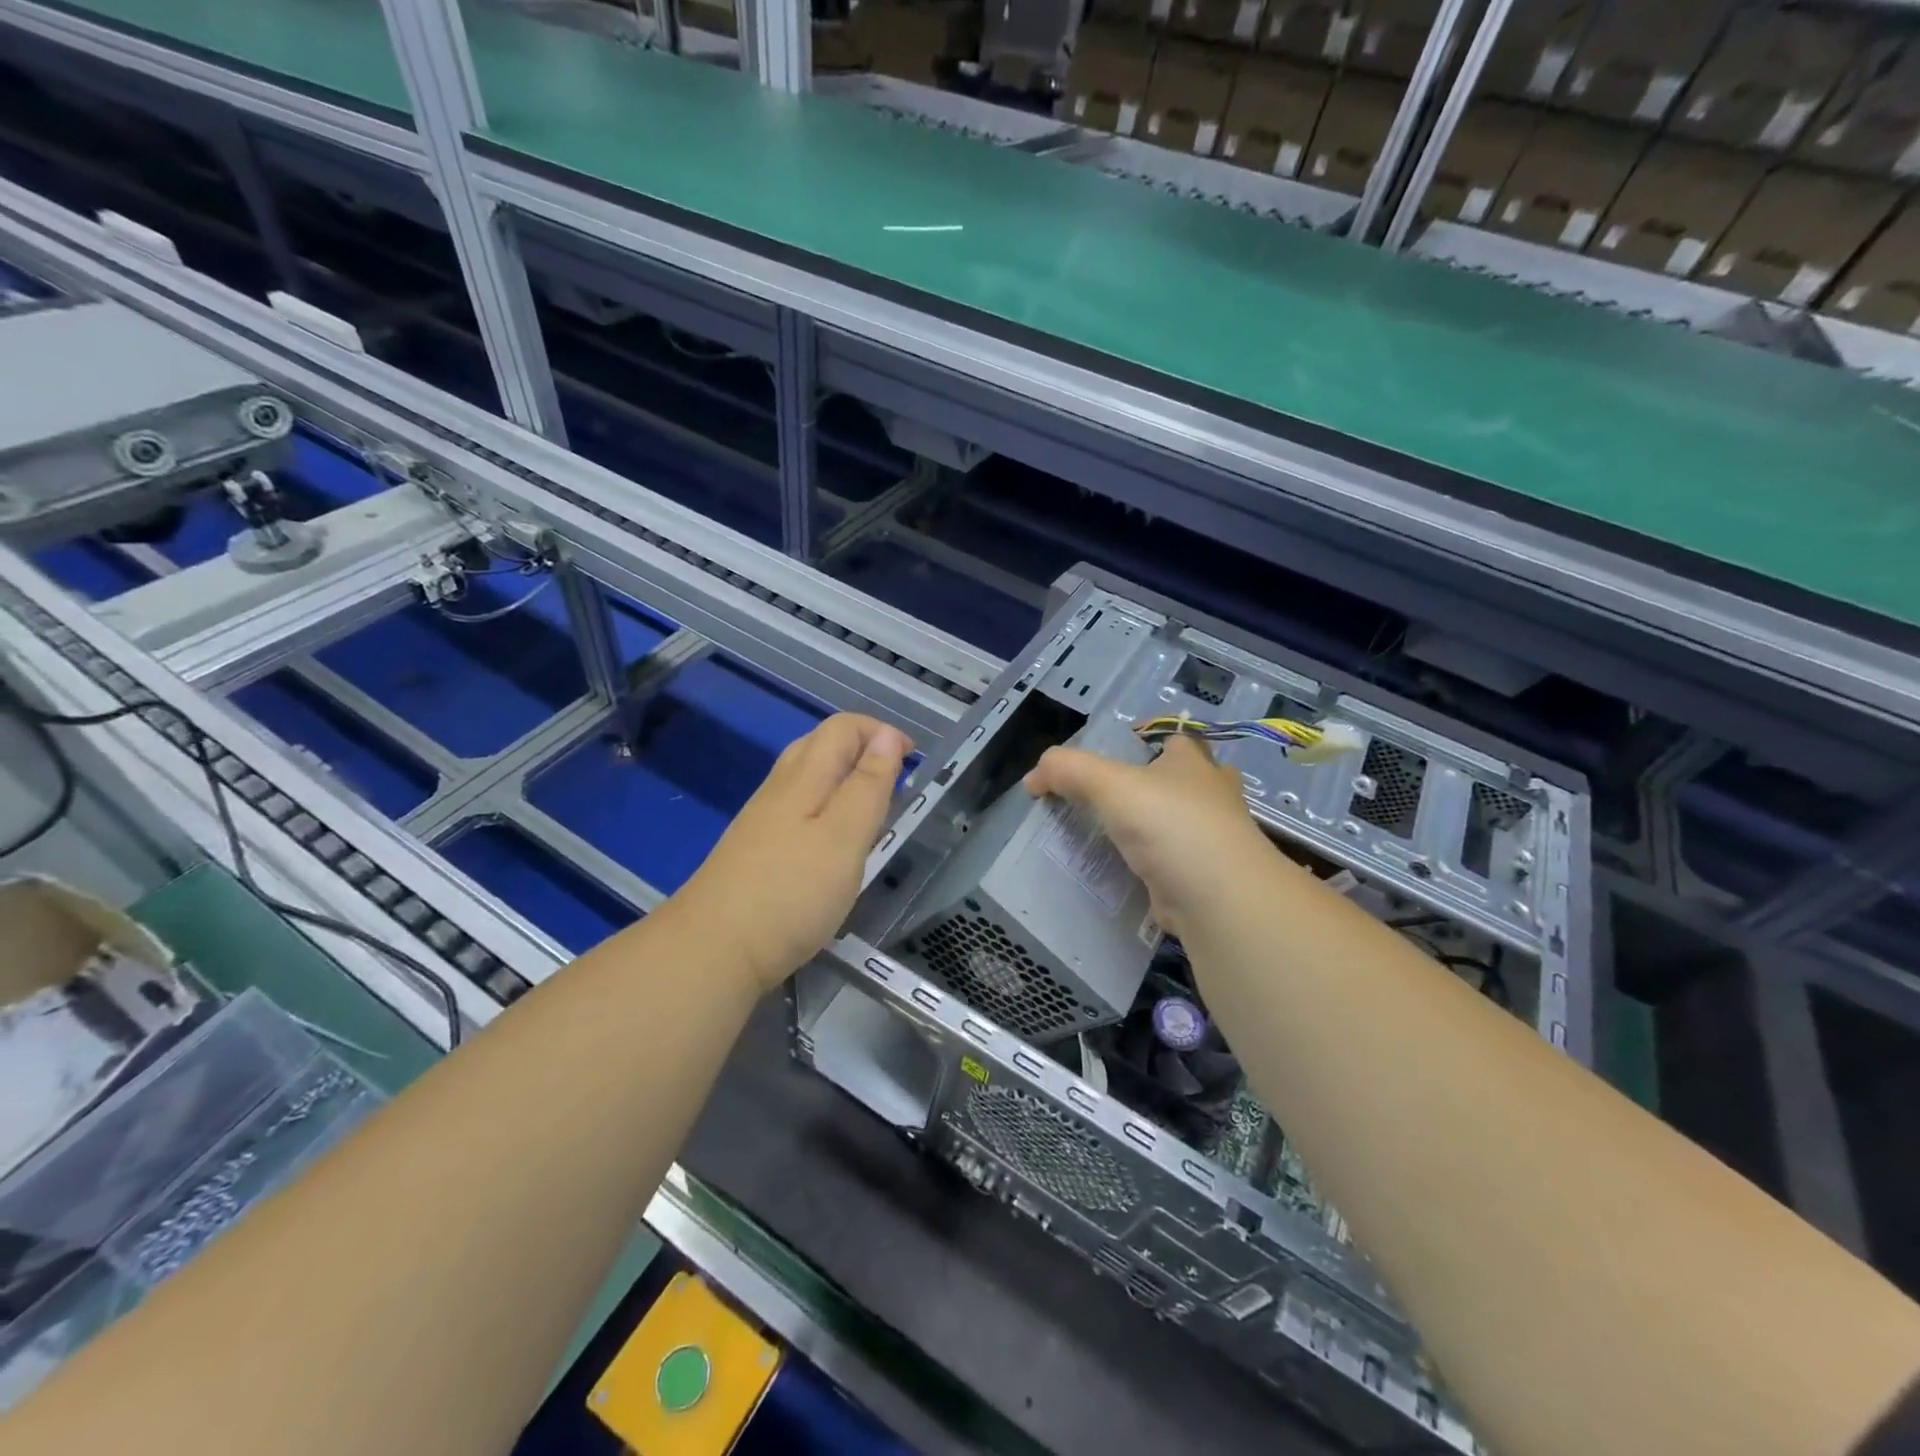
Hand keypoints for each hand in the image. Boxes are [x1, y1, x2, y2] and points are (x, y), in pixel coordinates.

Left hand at [675, 713, 912, 991]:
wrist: (713, 950)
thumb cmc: (792, 893)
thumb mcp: (844, 838)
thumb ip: (868, 786)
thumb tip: (886, 737)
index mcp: (804, 778)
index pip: (842, 728)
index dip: (880, 732)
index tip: (913, 760)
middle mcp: (779, 789)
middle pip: (820, 745)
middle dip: (862, 749)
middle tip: (894, 783)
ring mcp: (762, 819)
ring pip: (806, 777)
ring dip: (844, 779)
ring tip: (871, 813)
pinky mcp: (755, 848)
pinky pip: (797, 807)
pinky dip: (826, 807)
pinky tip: (833, 843)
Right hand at [1024, 735, 1280, 939]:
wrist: (1218, 898)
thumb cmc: (1170, 824)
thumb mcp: (1109, 784)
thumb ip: (1067, 770)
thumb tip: (1033, 777)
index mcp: (1194, 762)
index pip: (1174, 738)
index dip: (1147, 739)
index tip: (1116, 753)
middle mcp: (1212, 794)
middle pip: (1182, 780)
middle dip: (1155, 785)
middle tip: (1112, 798)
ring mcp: (1215, 839)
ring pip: (1180, 823)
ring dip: (1154, 828)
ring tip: (1111, 835)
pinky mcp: (1208, 877)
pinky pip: (1175, 862)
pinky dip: (1154, 865)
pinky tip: (1126, 872)